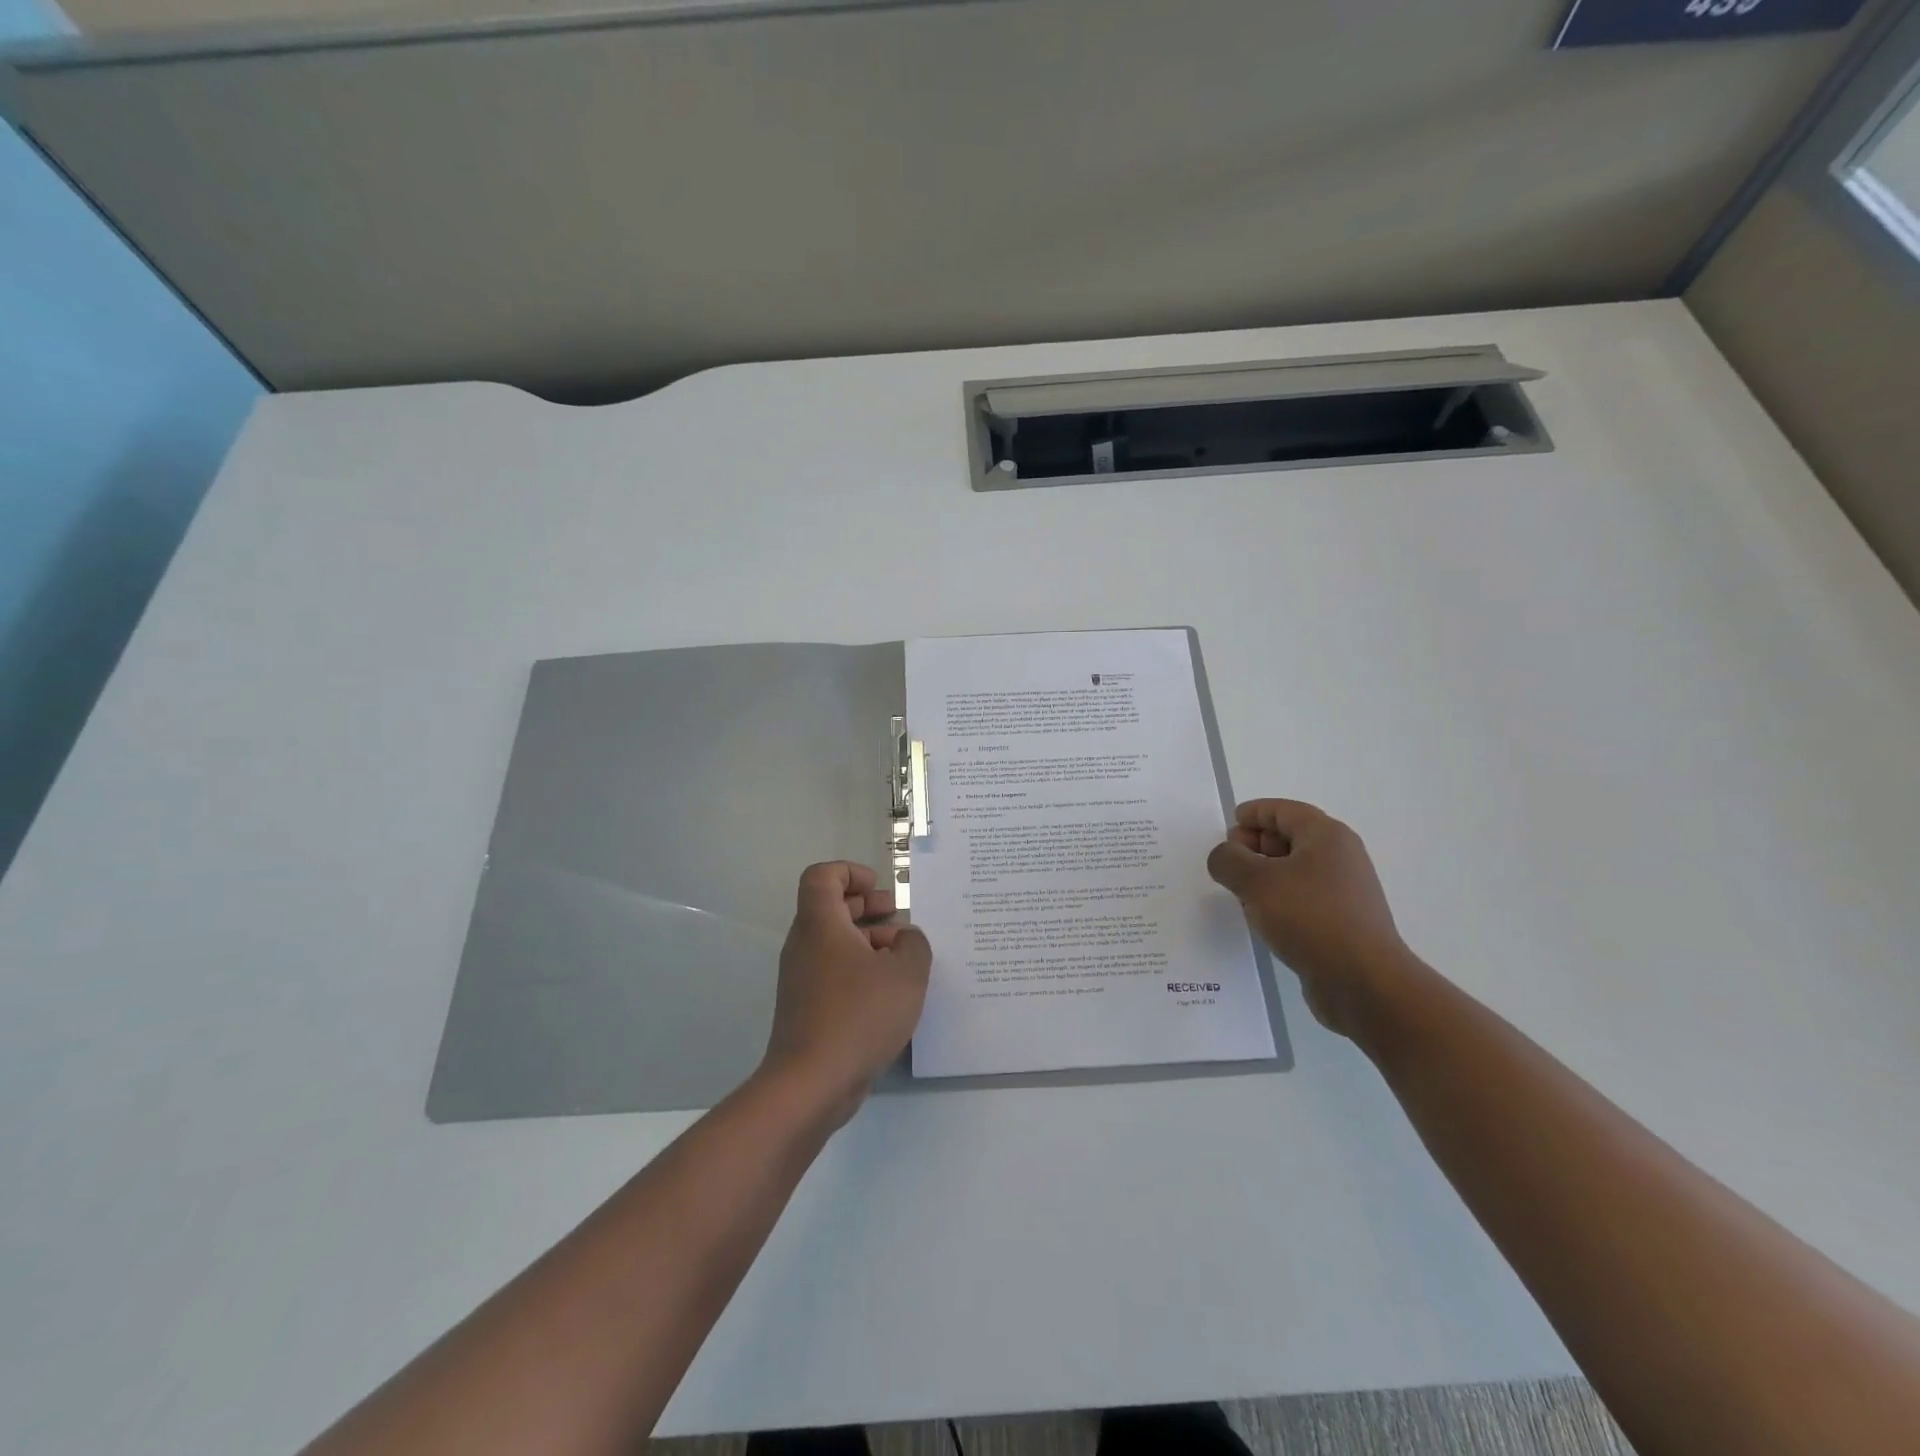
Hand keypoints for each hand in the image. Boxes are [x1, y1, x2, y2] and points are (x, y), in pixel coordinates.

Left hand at [761, 861, 932, 1123]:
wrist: (811, 1083)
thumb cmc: (859, 1015)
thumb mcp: (906, 973)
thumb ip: (915, 945)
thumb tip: (906, 938)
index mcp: (820, 924)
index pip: (822, 876)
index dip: (851, 872)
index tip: (880, 889)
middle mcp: (805, 944)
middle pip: (830, 907)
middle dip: (867, 905)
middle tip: (899, 917)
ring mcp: (802, 978)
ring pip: (834, 942)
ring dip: (868, 940)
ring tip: (904, 957)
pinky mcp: (807, 1007)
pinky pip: (834, 972)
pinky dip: (860, 970)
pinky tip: (891, 993)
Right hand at [1206, 799, 1413, 1037]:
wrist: (1363, 982)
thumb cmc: (1309, 917)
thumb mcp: (1255, 881)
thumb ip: (1228, 860)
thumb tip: (1224, 856)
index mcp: (1326, 836)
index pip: (1283, 810)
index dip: (1252, 814)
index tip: (1226, 826)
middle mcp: (1340, 858)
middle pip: (1289, 838)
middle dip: (1254, 845)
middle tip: (1227, 863)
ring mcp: (1344, 892)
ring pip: (1294, 871)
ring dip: (1264, 876)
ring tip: (1238, 893)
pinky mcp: (1341, 922)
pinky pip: (1302, 899)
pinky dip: (1278, 900)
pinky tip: (1261, 918)